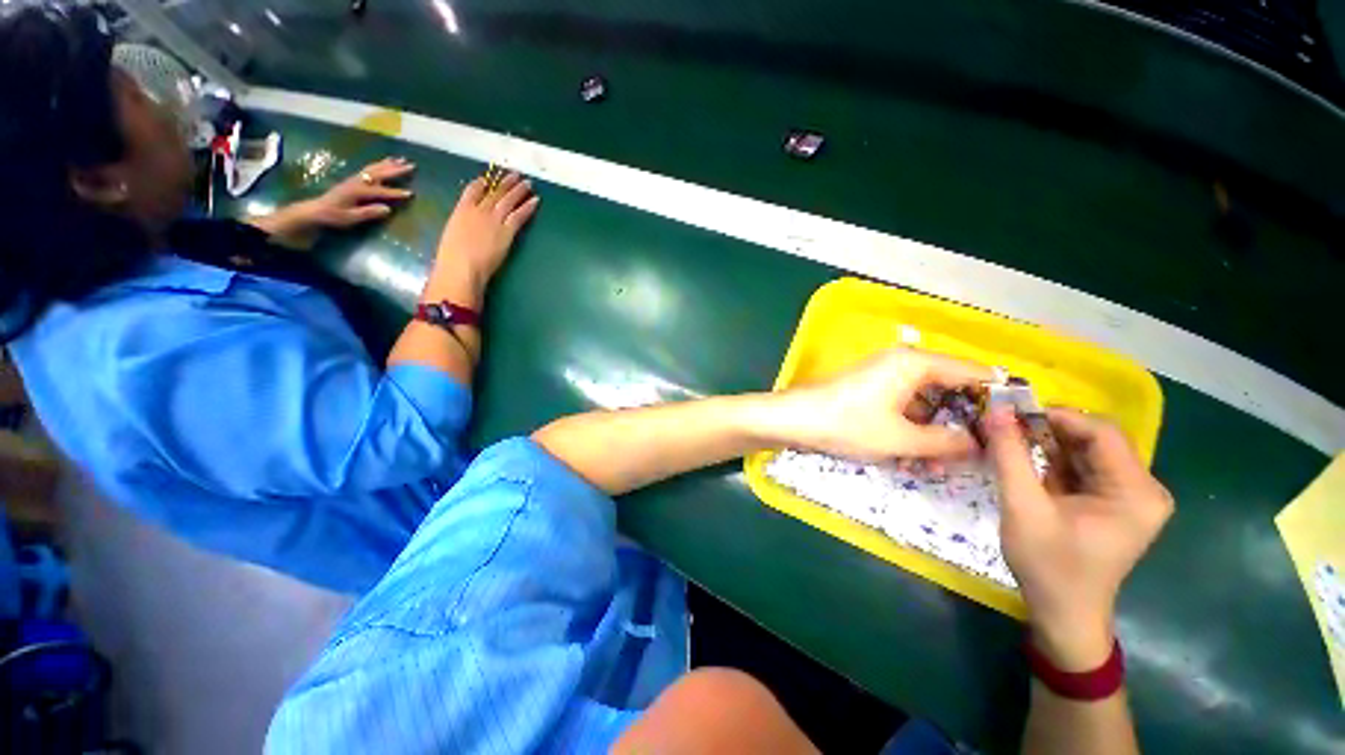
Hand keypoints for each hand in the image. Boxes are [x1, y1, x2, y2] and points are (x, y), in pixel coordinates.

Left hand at [304, 157, 415, 227]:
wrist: (318, 210)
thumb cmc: (334, 216)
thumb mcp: (350, 218)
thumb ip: (368, 213)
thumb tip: (387, 209)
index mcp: (358, 191)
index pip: (380, 191)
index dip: (395, 193)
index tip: (410, 193)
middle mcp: (358, 182)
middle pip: (379, 173)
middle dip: (396, 170)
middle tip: (411, 165)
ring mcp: (356, 178)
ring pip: (375, 168)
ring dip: (389, 163)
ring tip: (402, 159)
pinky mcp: (355, 179)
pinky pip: (370, 168)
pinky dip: (380, 164)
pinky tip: (387, 162)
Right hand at [432, 171, 539, 294]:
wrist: (462, 266)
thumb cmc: (451, 258)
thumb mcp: (450, 236)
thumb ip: (460, 229)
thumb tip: (466, 231)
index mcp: (461, 211)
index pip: (471, 192)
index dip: (481, 184)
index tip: (487, 179)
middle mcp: (478, 211)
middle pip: (494, 193)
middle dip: (506, 183)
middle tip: (515, 174)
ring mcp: (494, 220)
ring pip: (508, 200)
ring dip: (519, 190)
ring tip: (528, 183)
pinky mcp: (507, 231)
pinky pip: (519, 215)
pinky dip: (528, 207)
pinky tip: (535, 200)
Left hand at [777, 348, 994, 461]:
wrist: (794, 421)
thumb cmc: (848, 424)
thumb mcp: (902, 439)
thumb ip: (947, 442)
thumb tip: (979, 444)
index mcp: (916, 364)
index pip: (974, 374)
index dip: (997, 400)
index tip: (1014, 429)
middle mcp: (904, 365)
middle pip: (950, 392)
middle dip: (960, 427)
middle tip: (973, 458)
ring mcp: (886, 379)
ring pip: (925, 407)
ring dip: (933, 437)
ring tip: (935, 468)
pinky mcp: (872, 393)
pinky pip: (903, 411)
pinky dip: (910, 433)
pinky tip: (910, 461)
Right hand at [983, 407, 1172, 669]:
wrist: (1064, 614)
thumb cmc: (1048, 565)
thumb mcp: (1023, 507)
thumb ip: (1010, 456)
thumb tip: (994, 411)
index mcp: (1136, 491)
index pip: (1102, 432)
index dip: (1056, 416)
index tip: (1010, 414)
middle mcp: (1144, 489)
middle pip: (1096, 440)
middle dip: (1048, 431)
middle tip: (1004, 429)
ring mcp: (1132, 497)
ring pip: (1087, 452)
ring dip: (1048, 445)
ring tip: (1009, 443)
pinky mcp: (1116, 503)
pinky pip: (1084, 468)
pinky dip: (1053, 462)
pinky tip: (1026, 464)